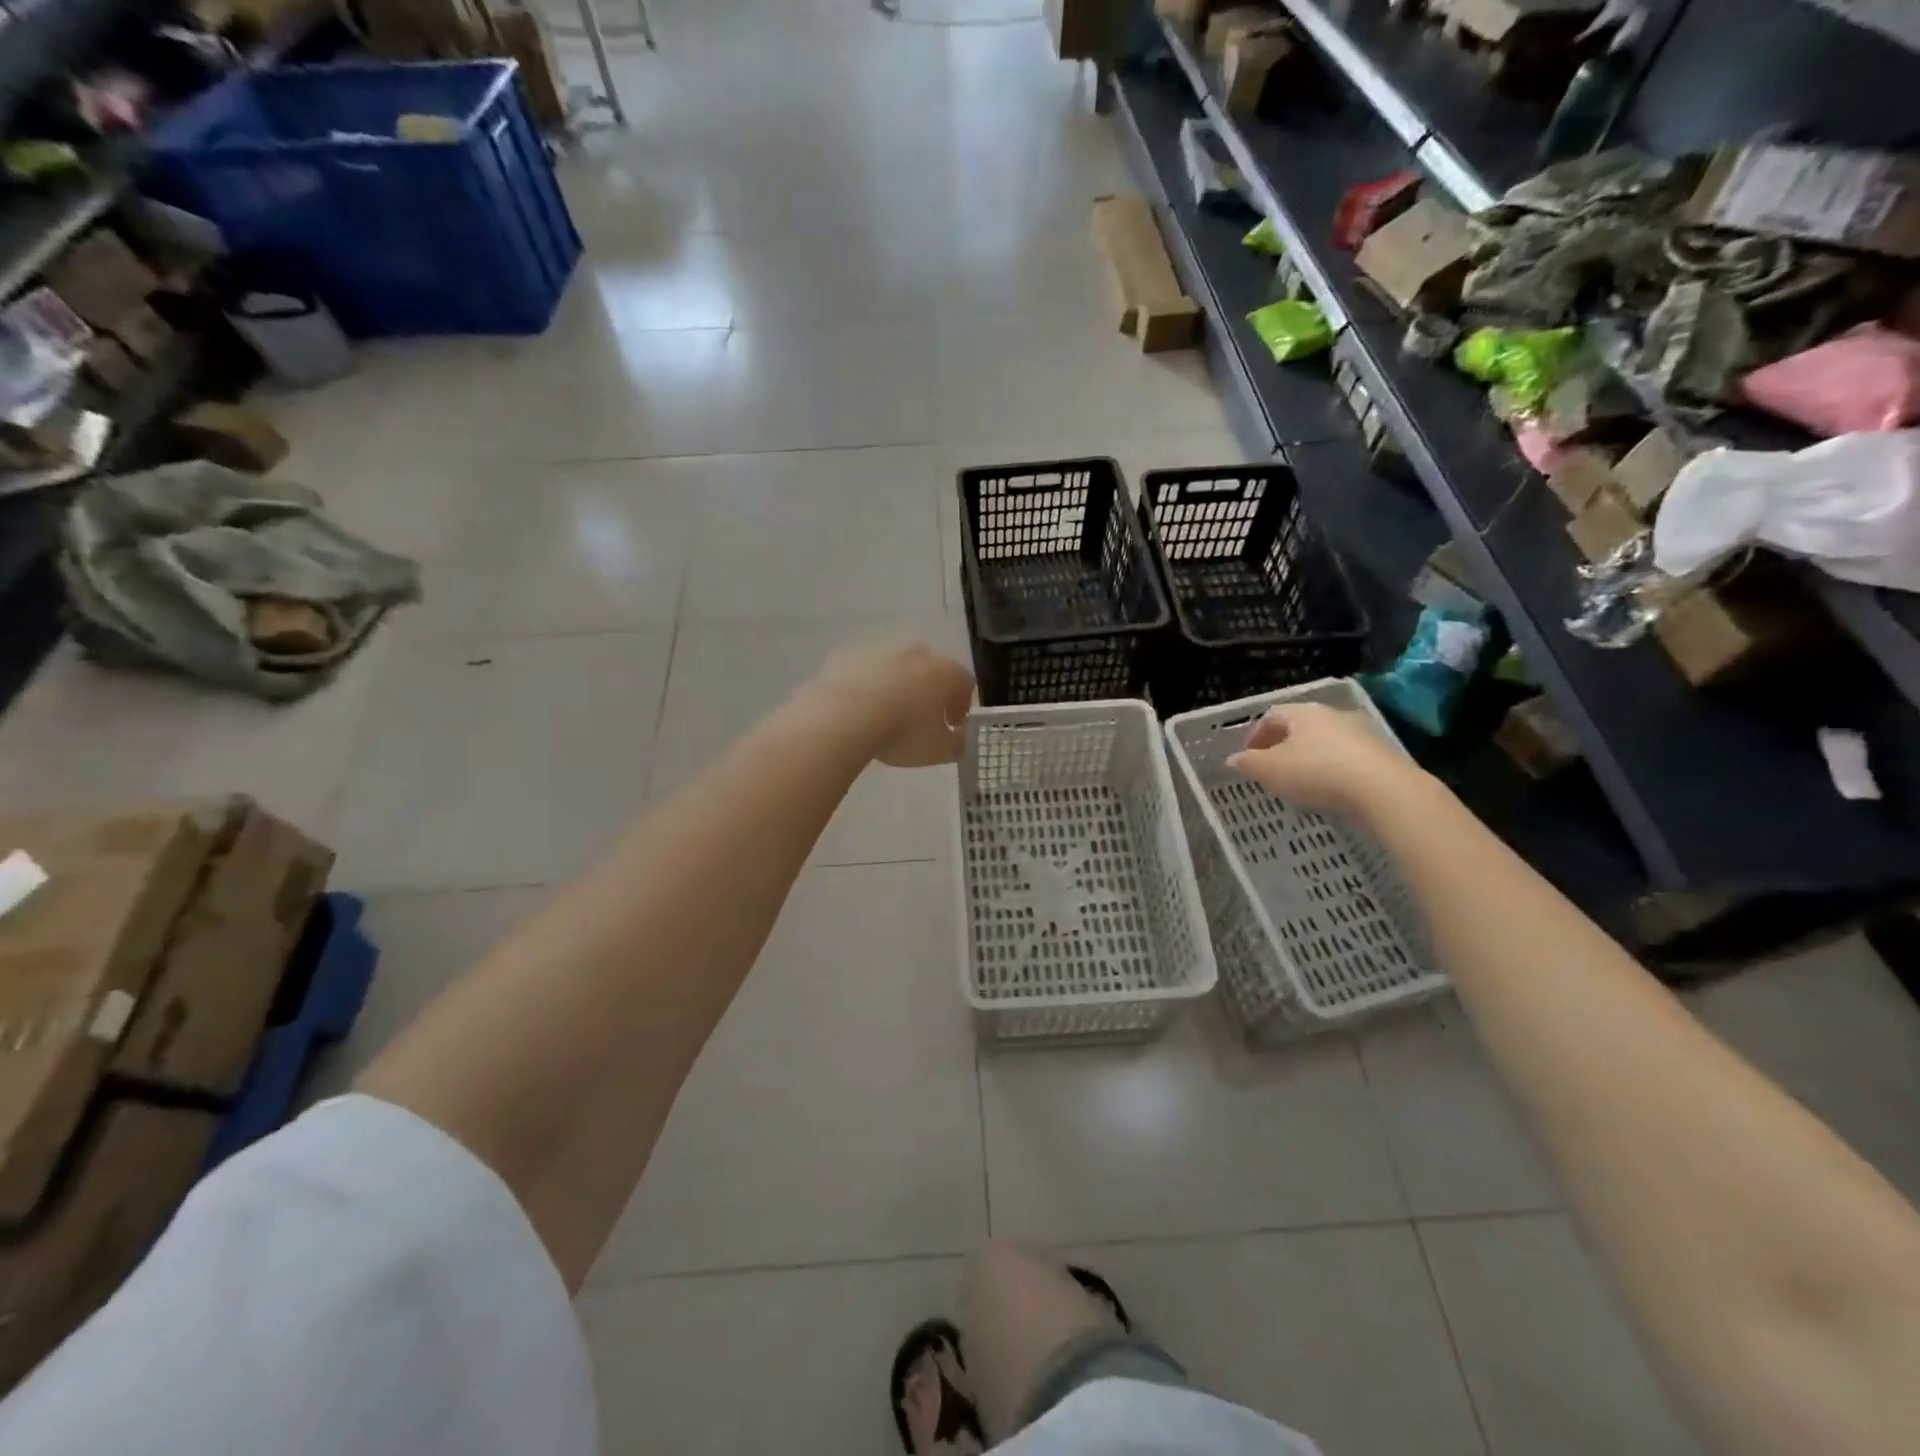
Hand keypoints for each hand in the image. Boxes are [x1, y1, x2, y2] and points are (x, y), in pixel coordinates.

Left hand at [800, 636, 974, 767]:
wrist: (842, 716)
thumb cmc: (902, 732)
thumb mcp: (939, 750)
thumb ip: (957, 744)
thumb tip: (959, 740)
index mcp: (945, 670)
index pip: (965, 683)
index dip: (961, 705)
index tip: (952, 725)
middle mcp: (916, 652)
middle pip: (930, 670)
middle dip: (929, 693)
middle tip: (921, 720)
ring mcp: (880, 650)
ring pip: (896, 669)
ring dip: (897, 687)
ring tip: (885, 717)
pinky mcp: (848, 656)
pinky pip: (864, 672)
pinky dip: (866, 687)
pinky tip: (857, 710)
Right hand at [1227, 703, 1424, 816]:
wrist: (1384, 789)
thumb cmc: (1317, 772)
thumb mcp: (1270, 771)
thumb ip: (1248, 763)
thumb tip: (1233, 759)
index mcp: (1301, 713)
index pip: (1271, 716)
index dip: (1255, 736)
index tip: (1249, 757)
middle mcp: (1331, 714)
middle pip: (1299, 726)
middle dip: (1282, 746)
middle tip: (1272, 769)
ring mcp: (1360, 731)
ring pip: (1324, 741)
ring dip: (1309, 757)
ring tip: (1301, 783)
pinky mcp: (1381, 753)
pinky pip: (1347, 757)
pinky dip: (1333, 769)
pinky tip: (1330, 790)